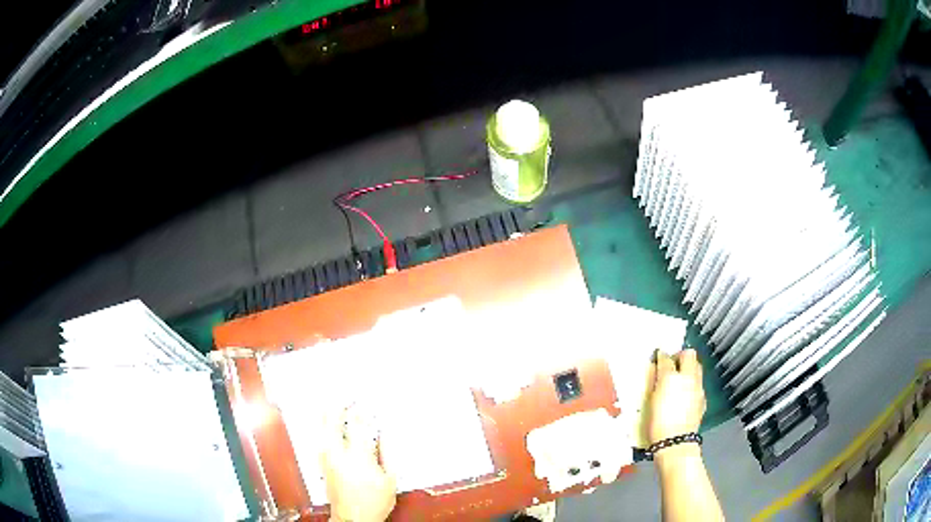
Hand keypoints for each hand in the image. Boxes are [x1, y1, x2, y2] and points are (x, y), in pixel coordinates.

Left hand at [322, 407, 396, 521]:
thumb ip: (387, 454)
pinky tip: (322, 421)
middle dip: (338, 405)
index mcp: (359, 457)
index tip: (365, 401)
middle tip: (344, 395)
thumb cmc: (373, 503)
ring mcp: (327, 459)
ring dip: (325, 413)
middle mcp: (339, 455)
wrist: (354, 518)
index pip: (357, 425)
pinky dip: (320, 426)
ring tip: (330, 402)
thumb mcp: (391, 479)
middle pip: (333, 422)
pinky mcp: (322, 464)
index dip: (361, 409)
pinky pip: (318, 439)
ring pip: (321, 428)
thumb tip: (383, 434)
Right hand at [647, 349, 705, 445]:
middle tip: (671, 365)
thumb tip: (656, 370)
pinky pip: (699, 384)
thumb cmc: (658, 424)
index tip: (657, 358)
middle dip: (680, 357)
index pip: (666, 357)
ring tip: (679, 379)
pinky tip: (685, 396)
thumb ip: (655, 382)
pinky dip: (692, 384)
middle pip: (689, 355)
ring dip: (688, 369)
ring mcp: (698, 388)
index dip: (661, 356)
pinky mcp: (703, 399)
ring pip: (697, 367)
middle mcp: (688, 378)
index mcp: (670, 377)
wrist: (676, 443)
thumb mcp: (650, 401)